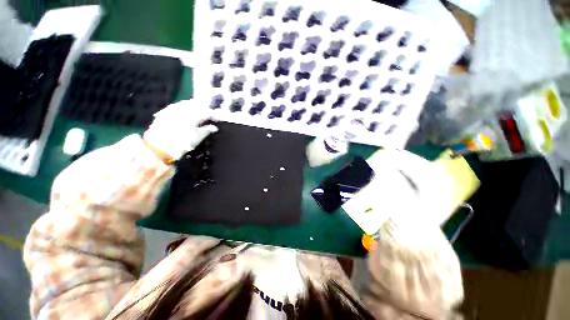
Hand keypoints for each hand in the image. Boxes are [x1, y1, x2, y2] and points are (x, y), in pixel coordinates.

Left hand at [143, 100, 217, 160]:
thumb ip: (206, 130)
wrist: (157, 148)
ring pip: (186, 104)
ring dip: (191, 109)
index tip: (215, 119)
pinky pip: (177, 108)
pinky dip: (181, 111)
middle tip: (205, 117)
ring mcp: (174, 107)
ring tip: (193, 116)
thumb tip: (213, 127)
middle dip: (202, 109)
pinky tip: (181, 117)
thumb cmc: (179, 145)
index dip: (212, 115)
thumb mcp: (196, 139)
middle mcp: (185, 107)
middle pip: (197, 105)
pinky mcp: (165, 111)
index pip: (207, 111)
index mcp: (195, 113)